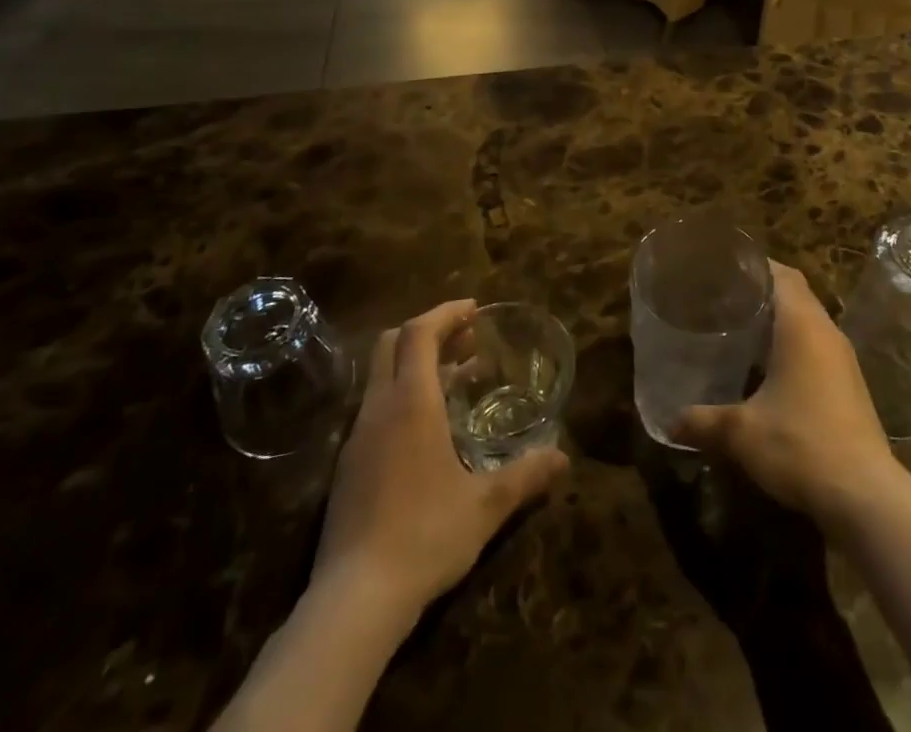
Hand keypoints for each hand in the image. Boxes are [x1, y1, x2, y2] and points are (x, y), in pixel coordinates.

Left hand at [311, 300, 568, 620]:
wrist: (354, 601)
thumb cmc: (425, 536)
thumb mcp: (485, 506)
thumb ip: (526, 476)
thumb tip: (563, 458)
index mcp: (410, 403)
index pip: (418, 333)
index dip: (445, 313)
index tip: (474, 310)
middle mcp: (378, 409)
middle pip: (392, 343)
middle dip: (429, 331)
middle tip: (467, 338)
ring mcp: (357, 438)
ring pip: (382, 376)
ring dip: (417, 364)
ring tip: (458, 378)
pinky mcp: (347, 467)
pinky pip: (376, 407)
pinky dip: (404, 396)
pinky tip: (430, 427)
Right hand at [674, 263, 900, 532]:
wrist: (866, 496)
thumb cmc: (800, 445)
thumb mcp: (741, 433)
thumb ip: (702, 421)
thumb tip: (668, 422)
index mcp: (802, 325)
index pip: (782, 274)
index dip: (755, 264)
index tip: (724, 267)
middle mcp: (826, 332)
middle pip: (796, 292)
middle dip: (763, 289)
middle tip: (724, 295)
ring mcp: (843, 359)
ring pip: (809, 320)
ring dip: (780, 318)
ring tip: (741, 327)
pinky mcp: (849, 385)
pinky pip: (817, 346)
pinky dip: (793, 344)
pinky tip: (768, 368)